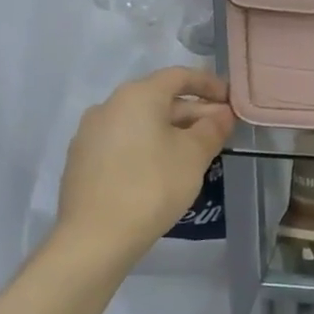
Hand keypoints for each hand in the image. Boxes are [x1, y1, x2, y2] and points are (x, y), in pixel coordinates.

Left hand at [53, 67, 235, 261]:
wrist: (95, 237)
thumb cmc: (153, 186)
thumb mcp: (194, 155)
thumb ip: (212, 128)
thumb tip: (222, 114)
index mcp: (137, 96)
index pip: (179, 76)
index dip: (209, 84)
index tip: (231, 100)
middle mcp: (109, 105)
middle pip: (159, 99)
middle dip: (193, 112)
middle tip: (221, 131)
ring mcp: (90, 133)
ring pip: (141, 122)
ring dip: (171, 130)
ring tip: (196, 152)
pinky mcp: (83, 160)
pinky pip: (124, 141)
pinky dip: (148, 145)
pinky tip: (163, 169)